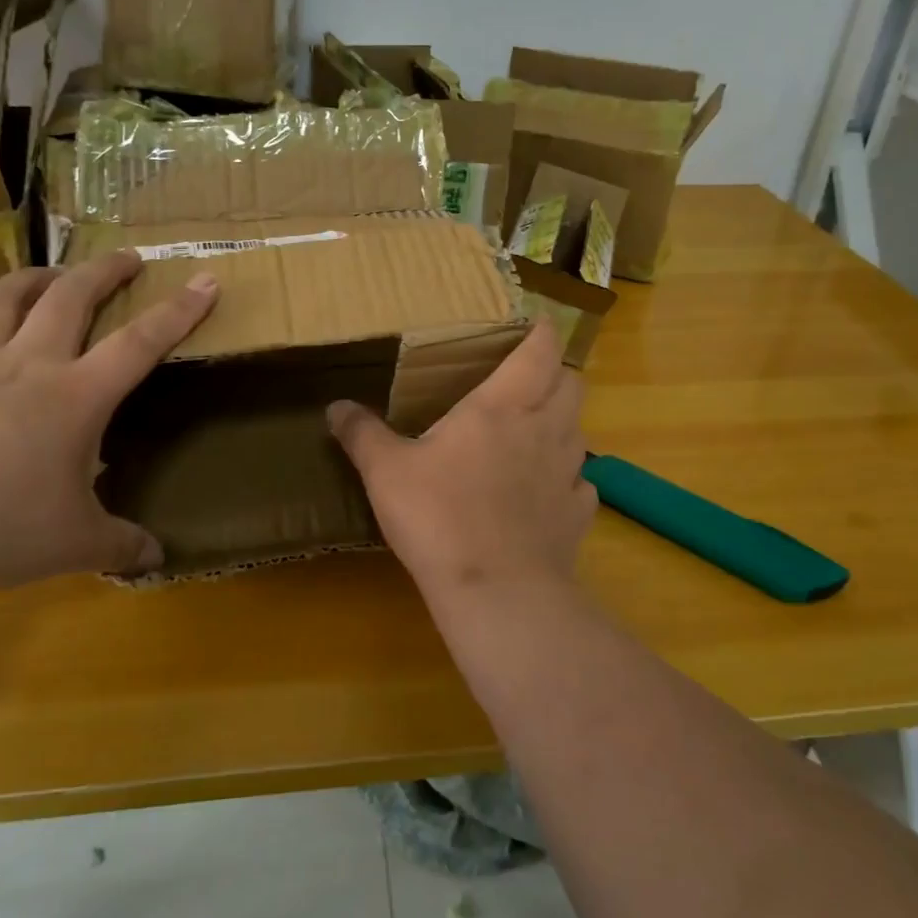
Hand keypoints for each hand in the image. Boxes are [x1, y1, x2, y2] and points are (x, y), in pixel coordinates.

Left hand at [0, 253, 217, 593]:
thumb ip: (120, 546)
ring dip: (29, 280)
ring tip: (47, 274)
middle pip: (69, 299)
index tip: (206, 280)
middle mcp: (27, 368)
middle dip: (103, 272)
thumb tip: (158, 558)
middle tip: (125, 257)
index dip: (179, 311)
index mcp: (76, 397)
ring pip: (0, 302)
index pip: (140, 342)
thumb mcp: (73, 545)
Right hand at [327, 322, 595, 596]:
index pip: (539, 351)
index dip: (542, 332)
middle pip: (573, 383)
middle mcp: (545, 429)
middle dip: (558, 374)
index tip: (537, 324)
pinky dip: (567, 479)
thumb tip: (335, 407)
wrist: (497, 592)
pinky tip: (543, 494)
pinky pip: (582, 483)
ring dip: (563, 423)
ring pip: (581, 430)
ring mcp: (568, 473)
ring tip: (534, 434)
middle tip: (531, 381)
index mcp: (501, 407)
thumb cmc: (439, 516)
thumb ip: (362, 434)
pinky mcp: (578, 514)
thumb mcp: (386, 471)